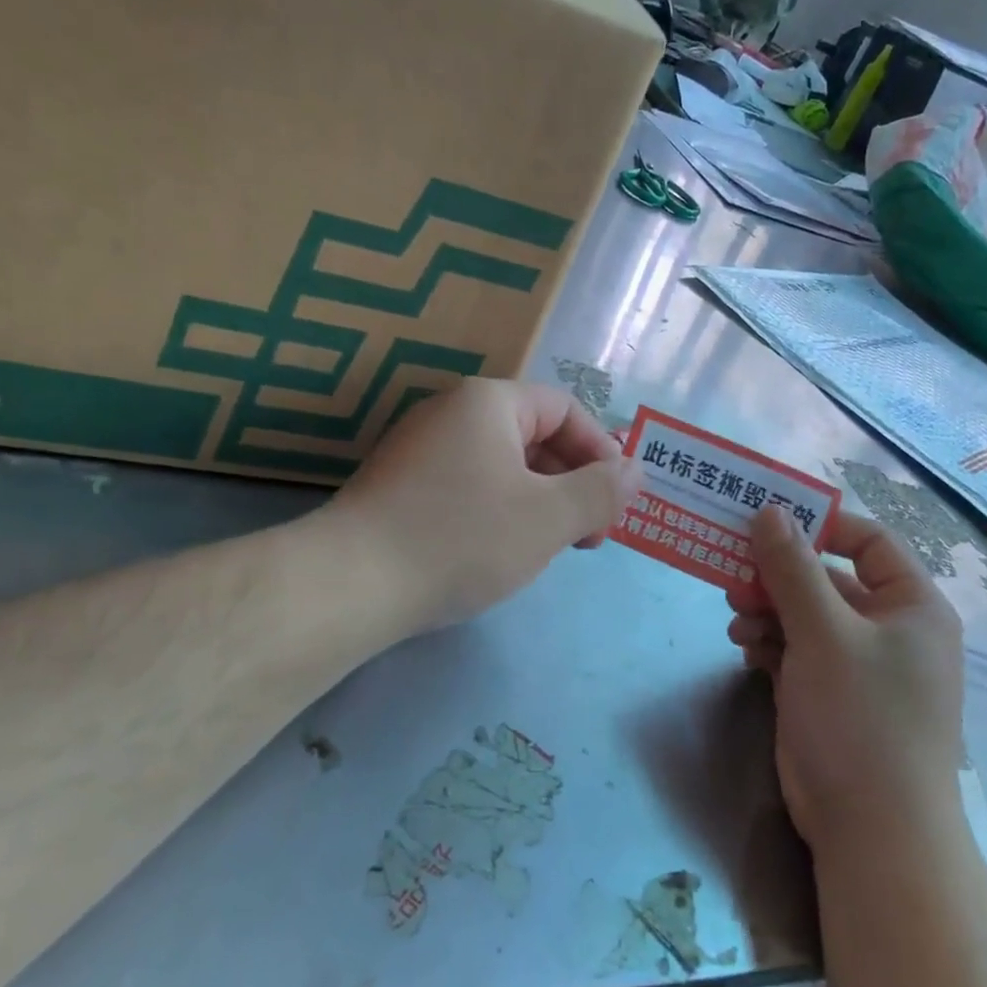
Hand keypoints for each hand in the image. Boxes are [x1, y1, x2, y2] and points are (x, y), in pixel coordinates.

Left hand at [327, 378, 642, 635]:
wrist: (351, 583)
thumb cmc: (462, 538)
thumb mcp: (548, 517)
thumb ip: (601, 491)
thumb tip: (636, 469)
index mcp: (488, 403)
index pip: (564, 409)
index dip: (601, 452)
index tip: (615, 503)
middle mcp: (450, 413)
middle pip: (533, 436)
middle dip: (572, 483)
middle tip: (588, 536)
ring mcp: (418, 450)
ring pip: (501, 466)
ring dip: (539, 502)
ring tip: (549, 549)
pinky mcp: (399, 487)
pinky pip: (468, 487)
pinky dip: (499, 512)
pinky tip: (500, 553)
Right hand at [727, 506, 964, 853]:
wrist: (872, 831)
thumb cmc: (862, 717)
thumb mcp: (824, 634)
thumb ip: (793, 569)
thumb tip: (769, 510)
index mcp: (911, 605)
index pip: (869, 541)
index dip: (821, 526)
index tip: (768, 522)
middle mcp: (889, 629)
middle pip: (828, 579)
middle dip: (780, 576)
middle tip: (733, 571)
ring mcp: (858, 664)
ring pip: (805, 615)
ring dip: (768, 611)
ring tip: (735, 619)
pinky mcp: (829, 693)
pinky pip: (796, 650)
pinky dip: (770, 644)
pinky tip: (745, 649)